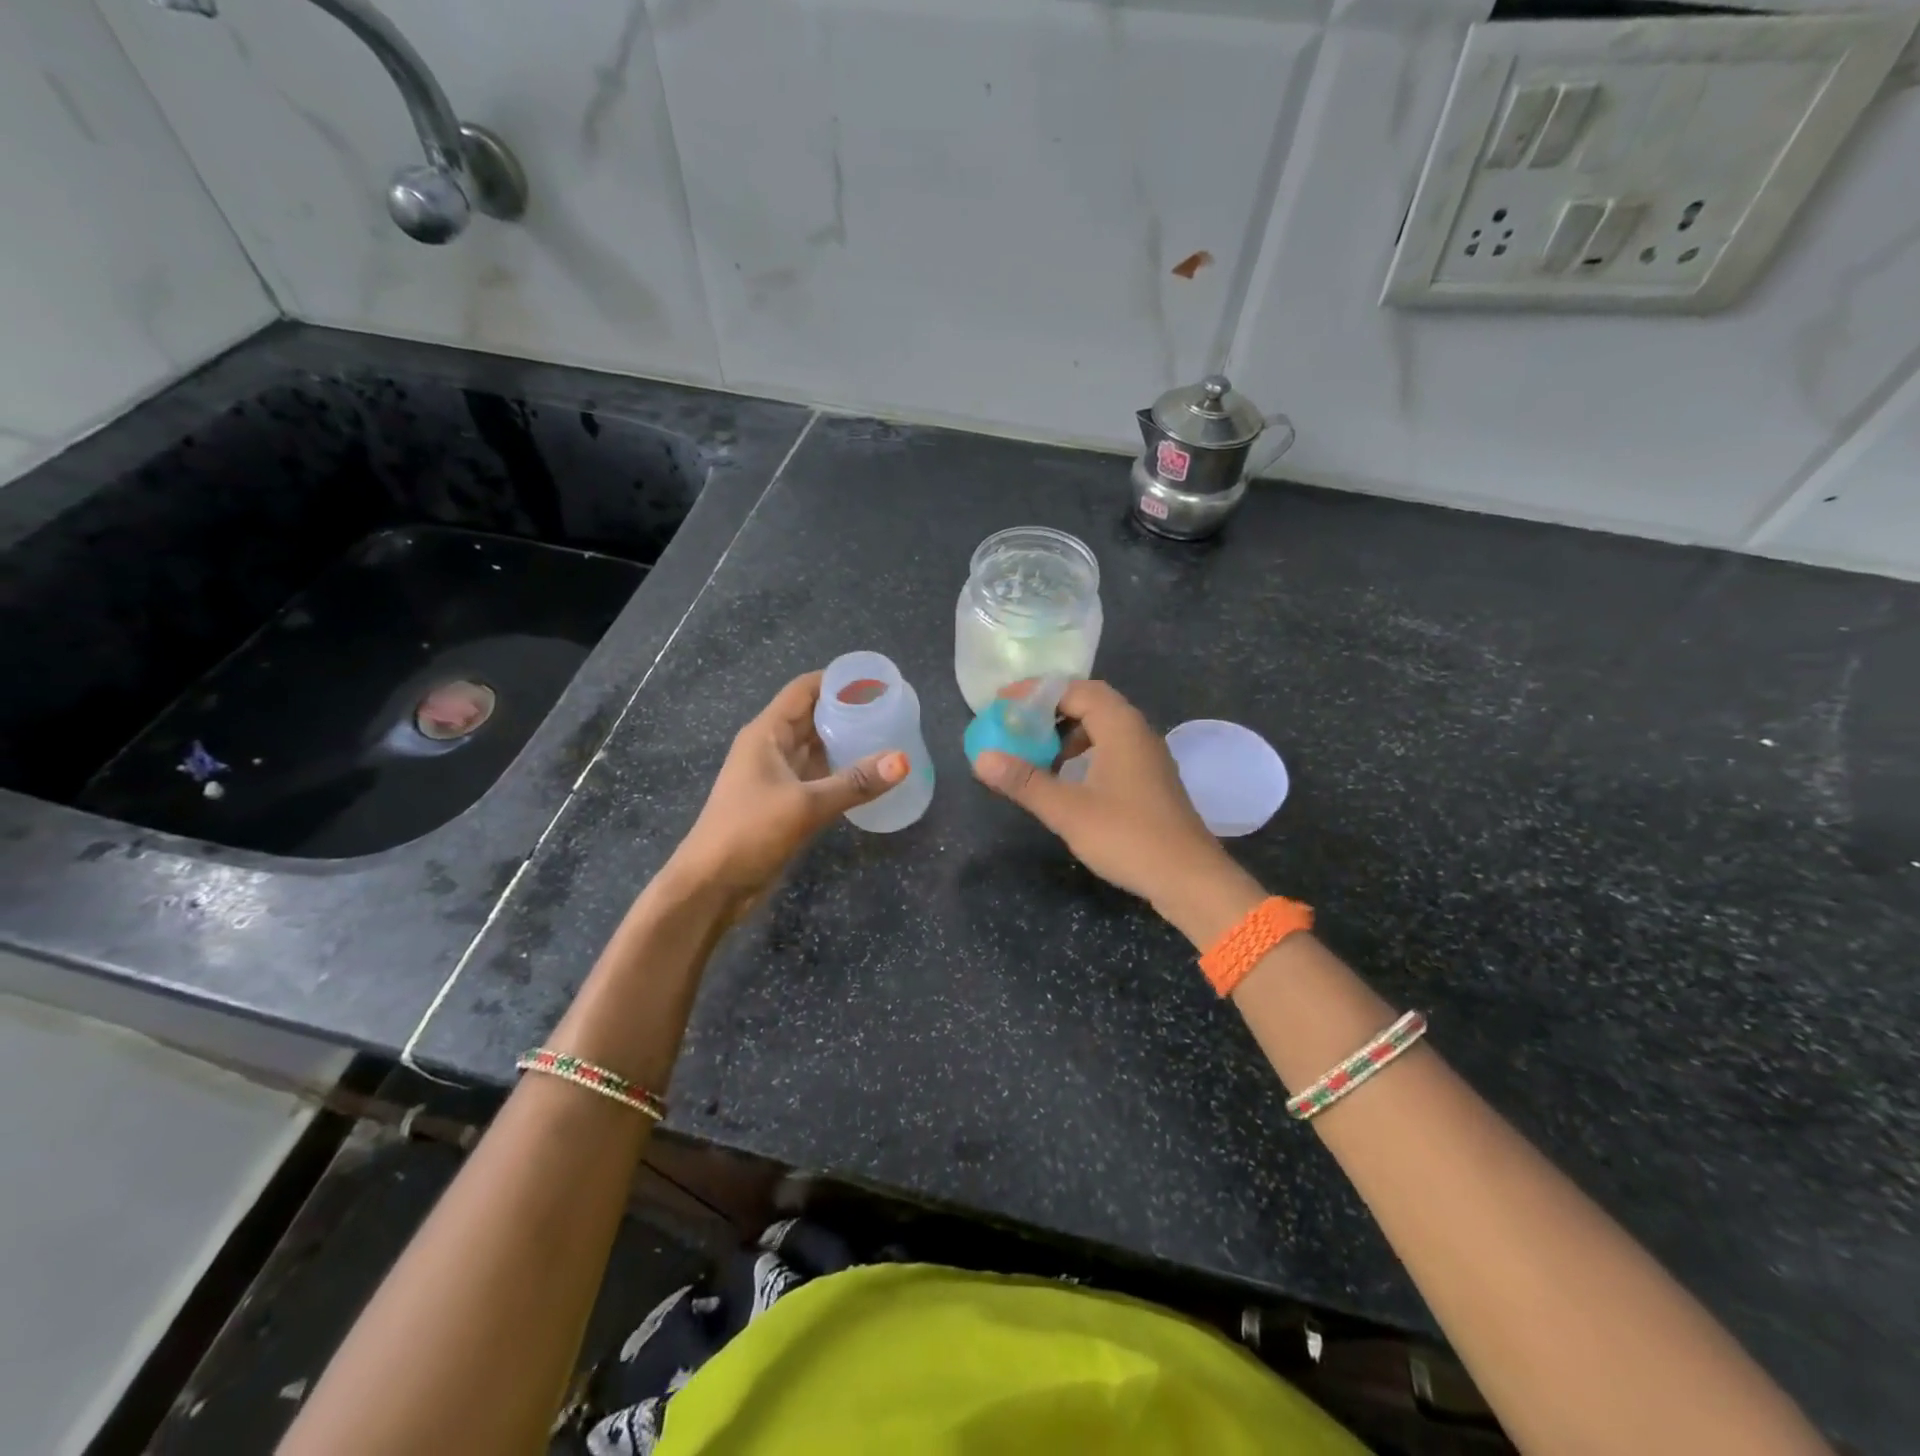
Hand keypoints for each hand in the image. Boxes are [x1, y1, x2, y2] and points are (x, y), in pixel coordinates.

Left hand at [666, 671, 907, 918]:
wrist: (711, 886)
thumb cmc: (749, 832)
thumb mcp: (805, 805)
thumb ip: (855, 782)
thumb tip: (903, 760)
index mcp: (766, 733)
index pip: (804, 690)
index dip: (838, 681)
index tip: (877, 682)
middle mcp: (771, 747)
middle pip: (813, 716)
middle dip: (849, 710)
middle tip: (892, 710)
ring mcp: (776, 776)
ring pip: (817, 747)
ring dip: (846, 741)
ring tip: (888, 736)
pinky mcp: (783, 802)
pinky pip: (818, 775)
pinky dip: (841, 770)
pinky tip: (869, 775)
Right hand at [971, 680, 1262, 946]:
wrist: (1189, 878)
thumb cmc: (1127, 836)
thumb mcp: (1067, 810)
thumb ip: (1024, 781)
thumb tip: (981, 758)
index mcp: (1121, 726)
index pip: (1075, 689)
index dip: (1037, 692)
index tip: (1004, 704)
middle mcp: (1138, 732)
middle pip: (1091, 703)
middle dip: (1051, 709)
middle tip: (1016, 724)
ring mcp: (1148, 756)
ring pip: (1103, 727)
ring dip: (1068, 733)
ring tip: (1036, 751)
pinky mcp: (1150, 780)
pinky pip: (1112, 749)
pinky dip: (1084, 752)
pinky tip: (1068, 779)